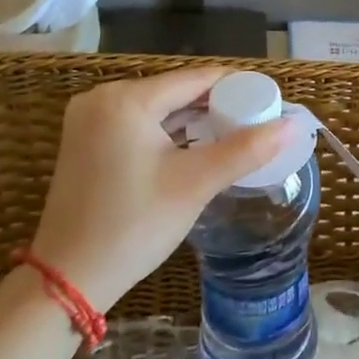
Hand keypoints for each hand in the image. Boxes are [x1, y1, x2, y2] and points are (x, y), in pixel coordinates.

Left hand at [29, 67, 298, 312]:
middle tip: (256, 121)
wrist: (67, 280)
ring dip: (193, 118)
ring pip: (157, 106)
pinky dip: (167, 131)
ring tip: (234, 132)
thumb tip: (291, 125)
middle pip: (175, 90)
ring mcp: (88, 119)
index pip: (195, 78)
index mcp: (126, 99)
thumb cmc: (133, 226)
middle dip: (216, 103)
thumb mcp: (195, 184)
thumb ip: (245, 149)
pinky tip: (194, 145)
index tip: (270, 100)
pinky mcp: (84, 140)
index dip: (237, 86)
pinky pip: (137, 122)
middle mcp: (102, 98)